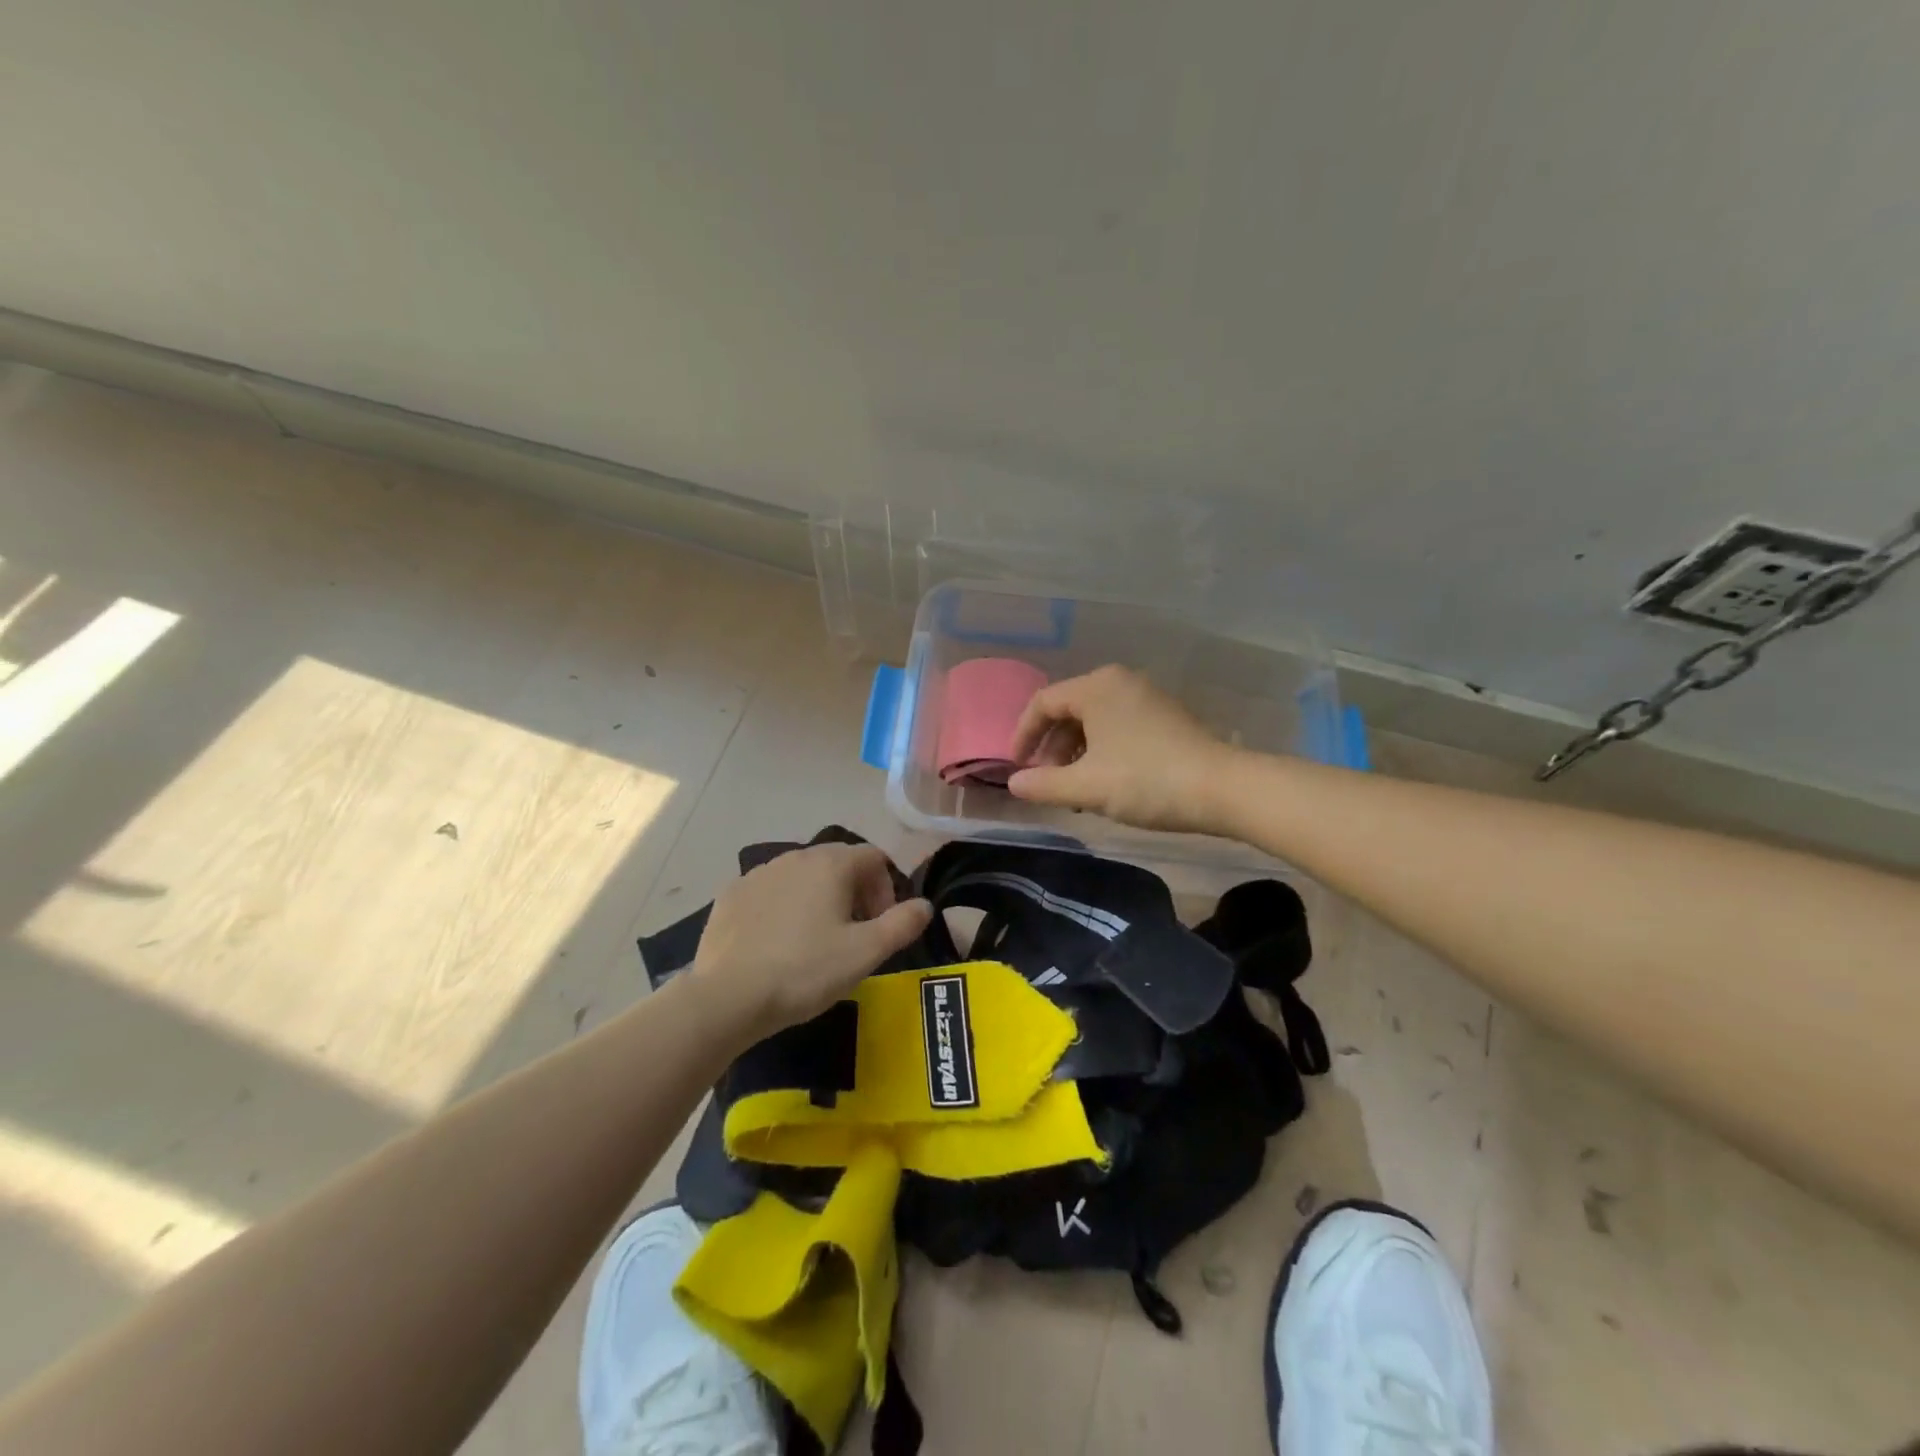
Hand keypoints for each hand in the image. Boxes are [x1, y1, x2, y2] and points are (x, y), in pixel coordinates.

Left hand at [689, 842, 932, 1039]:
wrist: (727, 997)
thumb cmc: (805, 970)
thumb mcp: (866, 953)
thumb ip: (903, 924)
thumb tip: (925, 905)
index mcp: (831, 864)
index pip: (873, 857)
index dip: (886, 888)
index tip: (880, 925)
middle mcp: (795, 856)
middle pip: (838, 863)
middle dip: (854, 892)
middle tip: (853, 935)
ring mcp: (758, 873)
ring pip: (802, 876)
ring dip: (818, 899)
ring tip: (815, 941)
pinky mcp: (731, 895)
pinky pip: (769, 892)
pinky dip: (782, 908)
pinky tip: (777, 944)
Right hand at [1007, 666, 1236, 833]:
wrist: (1223, 789)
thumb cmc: (1146, 781)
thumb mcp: (1087, 787)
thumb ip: (1043, 785)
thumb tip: (1014, 784)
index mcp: (1096, 687)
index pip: (1043, 703)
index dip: (1023, 736)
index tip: (1016, 768)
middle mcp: (1119, 682)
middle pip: (1068, 710)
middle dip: (1051, 748)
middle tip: (1047, 782)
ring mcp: (1145, 697)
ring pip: (1094, 721)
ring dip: (1076, 753)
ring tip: (1075, 789)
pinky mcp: (1164, 716)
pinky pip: (1117, 726)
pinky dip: (1101, 750)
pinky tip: (1106, 782)